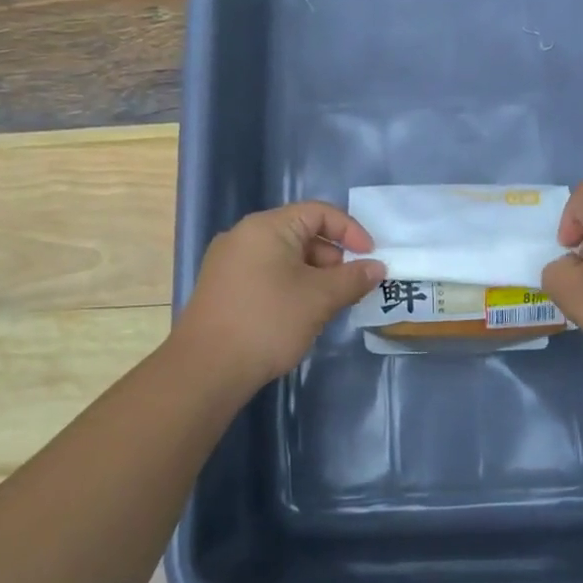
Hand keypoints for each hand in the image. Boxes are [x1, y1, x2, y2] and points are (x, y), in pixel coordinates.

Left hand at [173, 202, 384, 386]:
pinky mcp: (223, 288)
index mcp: (266, 227)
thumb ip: (352, 279)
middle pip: (301, 233)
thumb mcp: (319, 299)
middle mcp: (244, 236)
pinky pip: (267, 274)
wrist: (206, 370)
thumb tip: (376, 267)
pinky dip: (291, 286)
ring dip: (313, 276)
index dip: (350, 231)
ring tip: (327, 307)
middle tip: (350, 289)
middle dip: (332, 258)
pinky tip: (300, 316)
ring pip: (284, 257)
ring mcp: (229, 262)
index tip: (371, 259)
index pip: (319, 213)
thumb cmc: (268, 322)